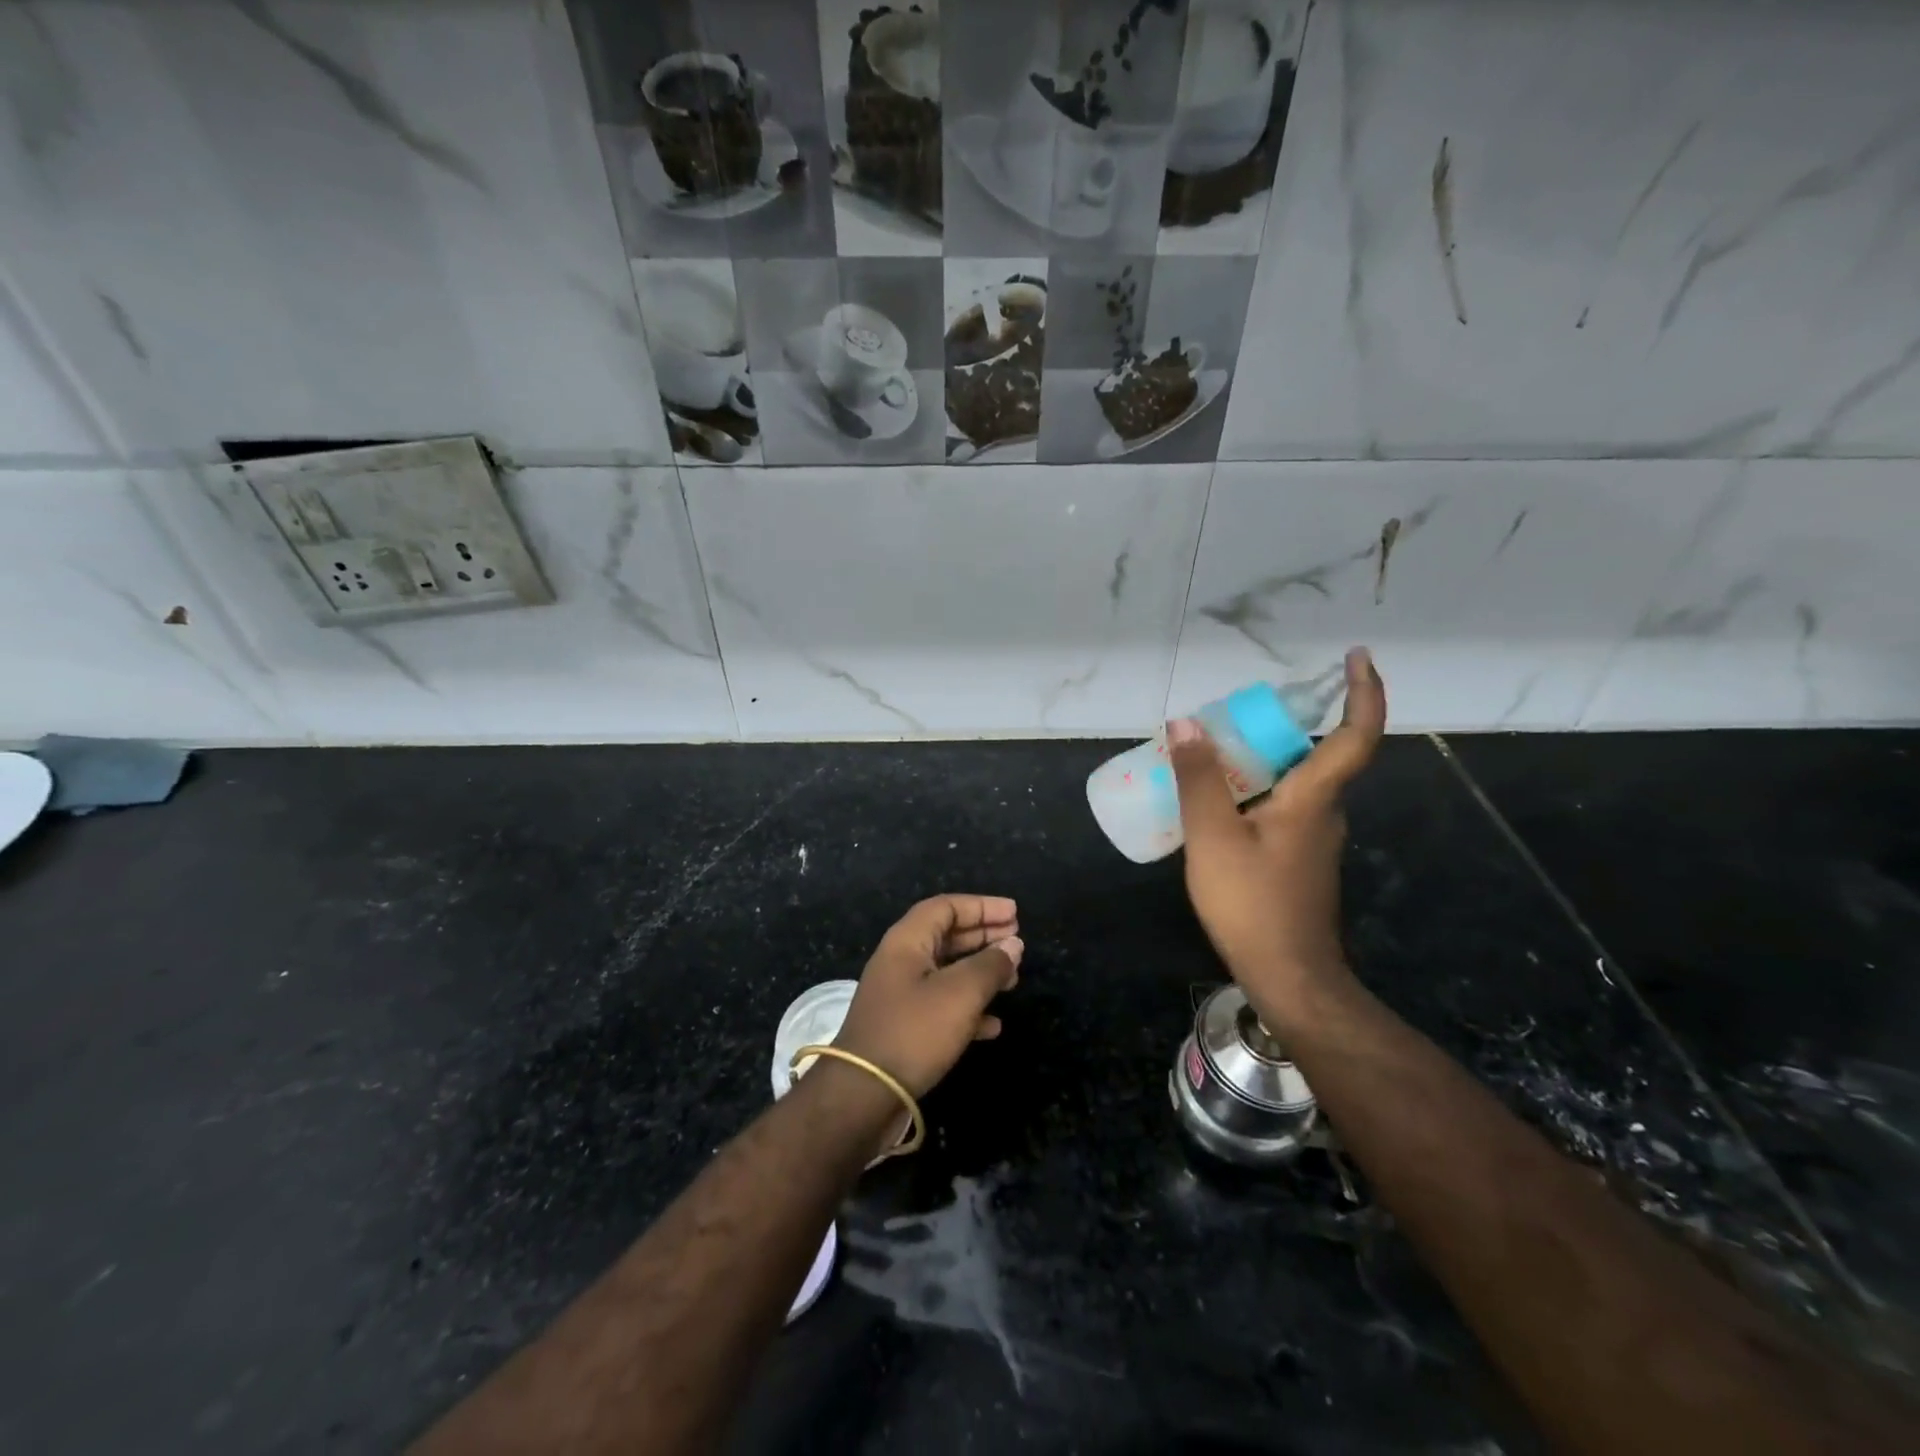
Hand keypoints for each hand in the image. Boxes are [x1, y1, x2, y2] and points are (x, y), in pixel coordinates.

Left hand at [834, 894, 1022, 1097]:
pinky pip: (943, 1006)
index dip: (981, 906)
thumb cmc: (913, 1032)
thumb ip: (990, 966)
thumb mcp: (960, 994)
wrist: (864, 1095)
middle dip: (984, 936)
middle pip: (947, 936)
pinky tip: (994, 1024)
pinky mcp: (905, 1028)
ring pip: (947, 972)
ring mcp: (901, 996)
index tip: (1014, 913)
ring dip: (981, 972)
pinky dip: (969, 1008)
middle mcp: (901, 962)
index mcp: (907, 942)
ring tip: (1014, 980)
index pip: (946, 907)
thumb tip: (1014, 944)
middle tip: (1018, 940)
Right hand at [1168, 648, 1385, 1025]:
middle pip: (1316, 754)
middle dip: (1280, 726)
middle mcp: (1325, 813)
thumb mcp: (1213, 837)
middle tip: (1232, 716)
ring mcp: (1314, 839)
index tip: (1358, 656)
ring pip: (1294, 783)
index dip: (1364, 692)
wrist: (1288, 976)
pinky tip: (1214, 807)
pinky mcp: (1299, 860)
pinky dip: (1254, 792)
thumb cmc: (1253, 903)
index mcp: (1314, 799)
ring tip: (1209, 756)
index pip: (1356, 735)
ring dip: (1261, 761)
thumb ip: (1199, 779)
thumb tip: (1186, 724)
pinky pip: (1281, 808)